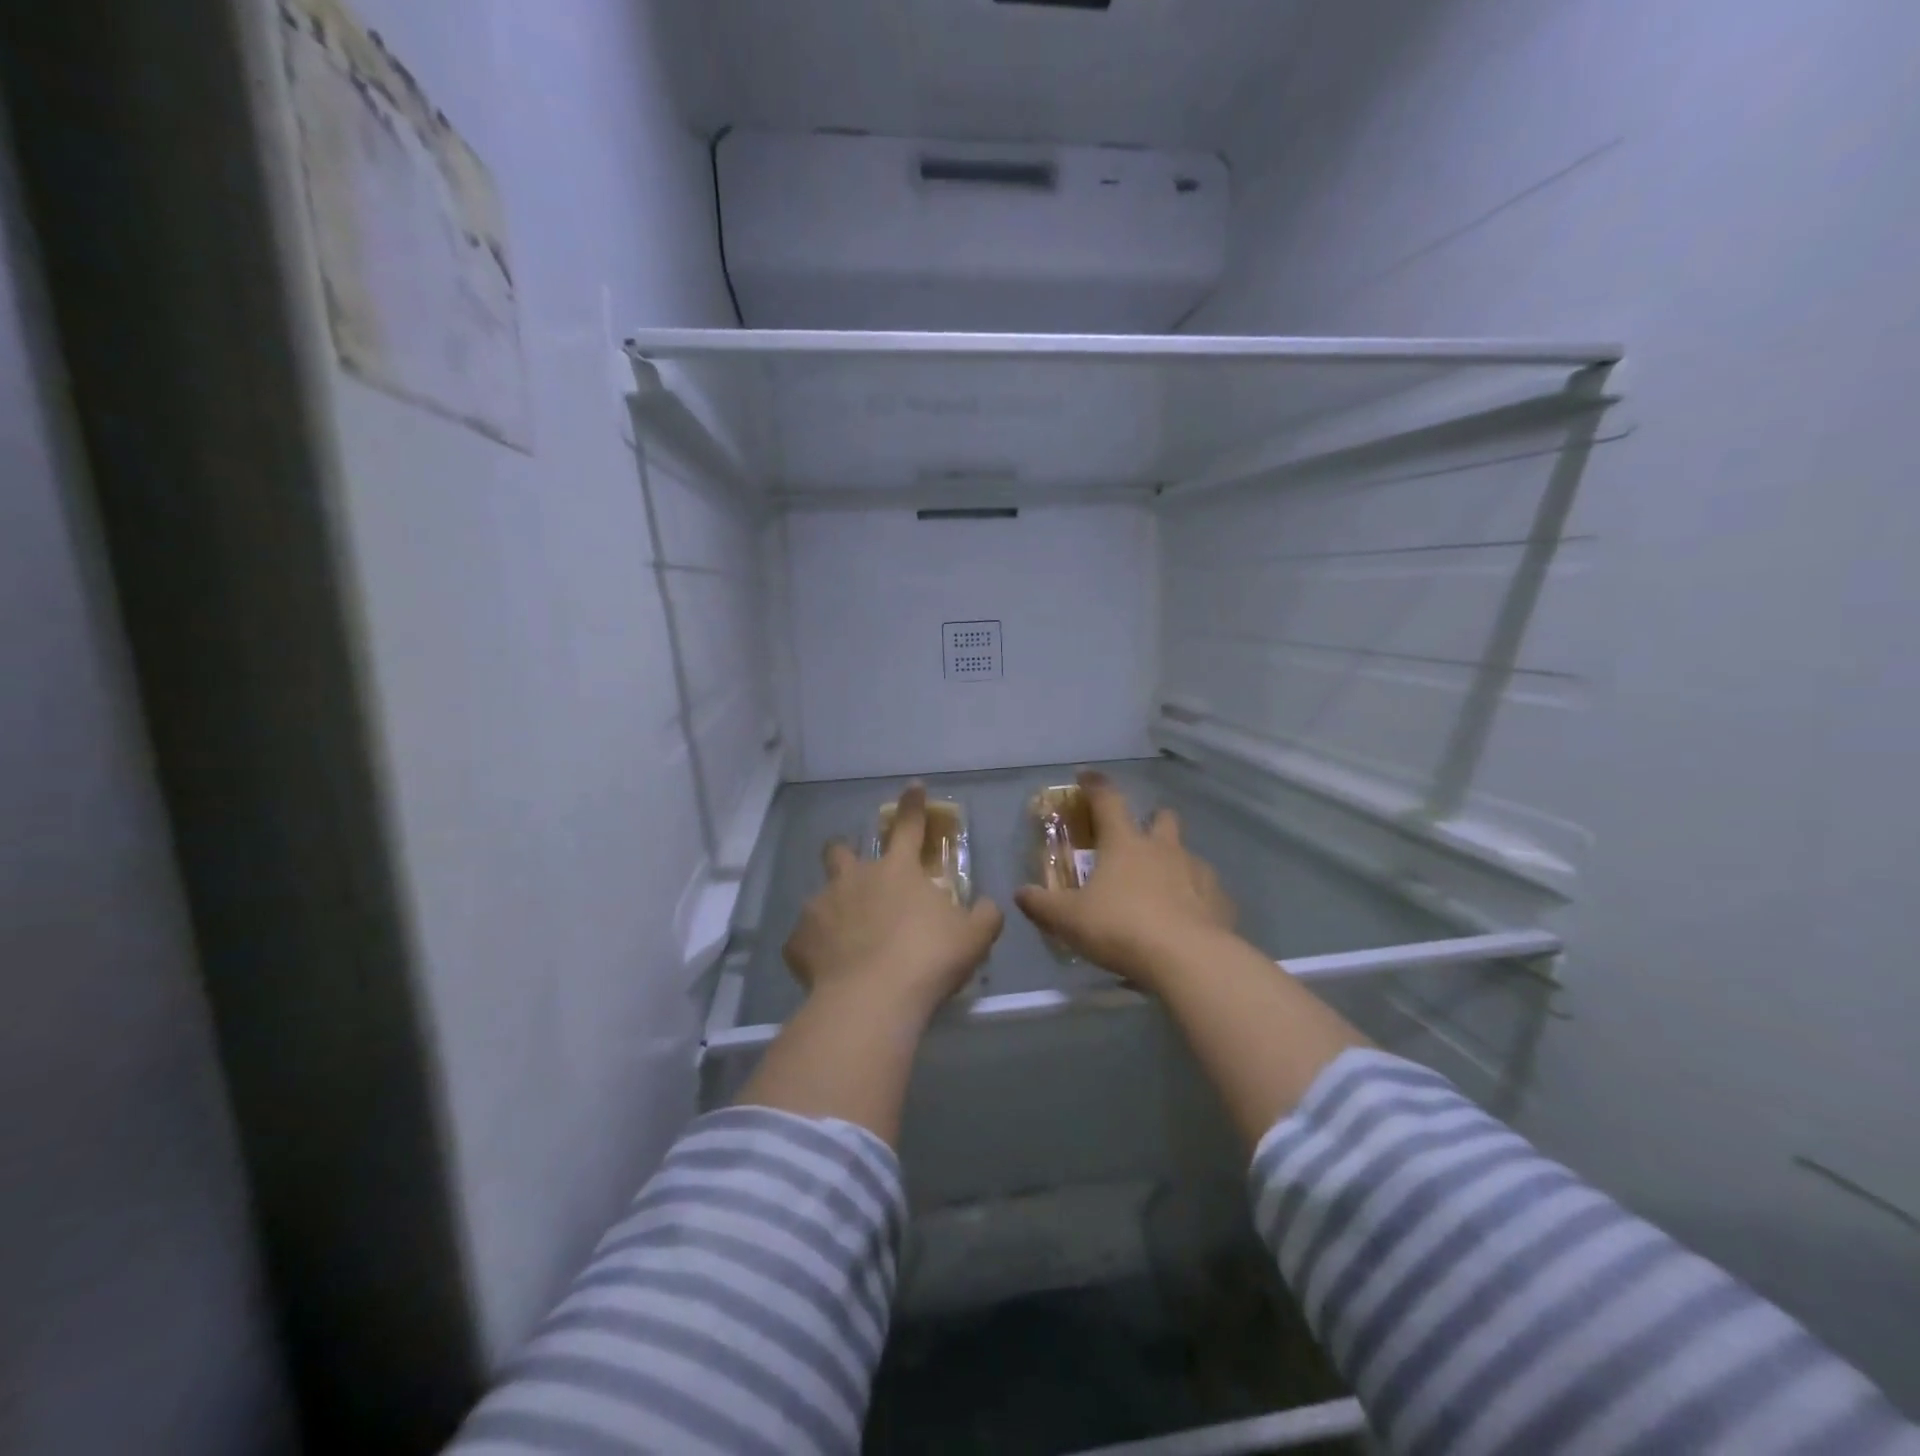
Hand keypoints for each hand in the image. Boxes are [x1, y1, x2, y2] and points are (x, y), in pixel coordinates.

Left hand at [785, 785, 1004, 1026]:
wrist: (872, 1000)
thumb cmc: (928, 959)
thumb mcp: (973, 938)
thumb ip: (984, 916)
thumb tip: (987, 906)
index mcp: (898, 871)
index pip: (909, 826)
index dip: (913, 805)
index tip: (912, 786)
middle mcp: (855, 879)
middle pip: (840, 850)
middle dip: (843, 851)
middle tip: (852, 870)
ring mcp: (821, 906)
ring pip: (820, 896)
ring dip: (832, 909)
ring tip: (844, 940)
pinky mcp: (798, 940)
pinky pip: (805, 940)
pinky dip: (816, 950)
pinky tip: (828, 970)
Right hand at [1015, 772, 1235, 991]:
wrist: (1189, 960)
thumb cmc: (1122, 928)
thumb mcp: (1069, 920)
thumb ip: (1042, 905)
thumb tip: (1020, 893)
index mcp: (1125, 843)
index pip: (1107, 800)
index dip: (1095, 785)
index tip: (1086, 776)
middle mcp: (1163, 849)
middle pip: (1162, 818)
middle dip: (1151, 820)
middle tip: (1138, 838)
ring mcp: (1196, 872)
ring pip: (1187, 853)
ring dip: (1174, 862)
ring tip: (1162, 888)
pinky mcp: (1219, 901)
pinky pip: (1207, 891)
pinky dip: (1196, 898)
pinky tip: (1186, 919)